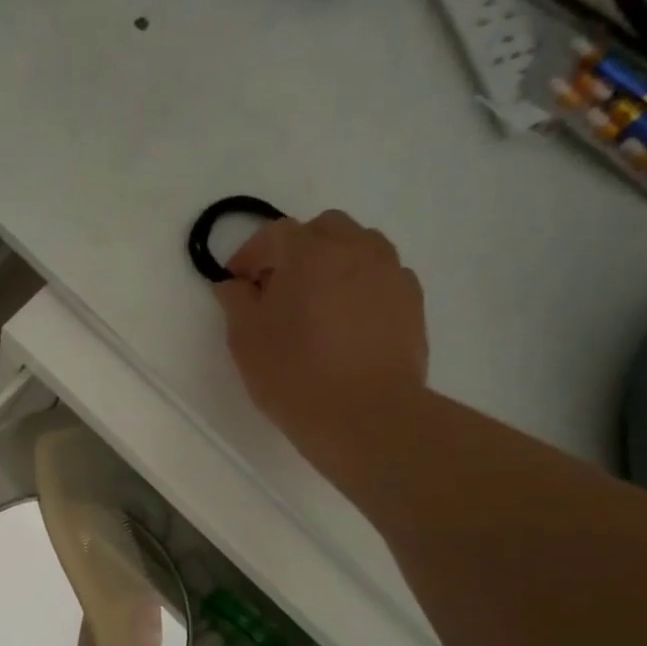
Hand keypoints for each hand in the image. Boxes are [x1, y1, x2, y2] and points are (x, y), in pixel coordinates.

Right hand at [215, 210, 427, 469]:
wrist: (365, 415)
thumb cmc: (294, 374)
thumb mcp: (246, 339)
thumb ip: (236, 301)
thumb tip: (234, 283)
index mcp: (309, 253)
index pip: (274, 234)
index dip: (250, 254)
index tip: (237, 281)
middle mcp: (356, 249)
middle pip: (324, 229)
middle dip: (297, 249)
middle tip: (278, 287)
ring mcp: (390, 273)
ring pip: (360, 246)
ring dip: (334, 262)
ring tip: (317, 302)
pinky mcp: (412, 301)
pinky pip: (382, 276)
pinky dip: (361, 285)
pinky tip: (348, 320)